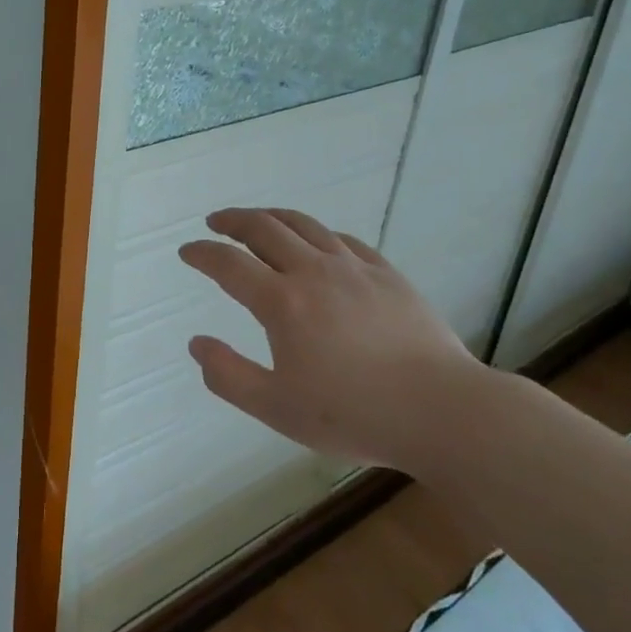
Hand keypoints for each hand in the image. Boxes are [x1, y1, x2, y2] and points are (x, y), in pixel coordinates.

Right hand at [178, 207, 490, 472]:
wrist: (442, 411)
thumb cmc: (355, 414)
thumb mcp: (277, 409)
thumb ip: (229, 376)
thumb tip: (197, 344)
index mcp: (282, 302)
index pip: (229, 264)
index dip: (203, 253)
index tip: (187, 251)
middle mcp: (313, 272)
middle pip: (264, 229)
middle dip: (233, 221)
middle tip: (215, 222)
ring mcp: (353, 268)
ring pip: (304, 225)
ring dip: (272, 217)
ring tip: (257, 220)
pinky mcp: (386, 274)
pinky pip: (344, 240)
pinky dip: (318, 233)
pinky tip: (316, 242)